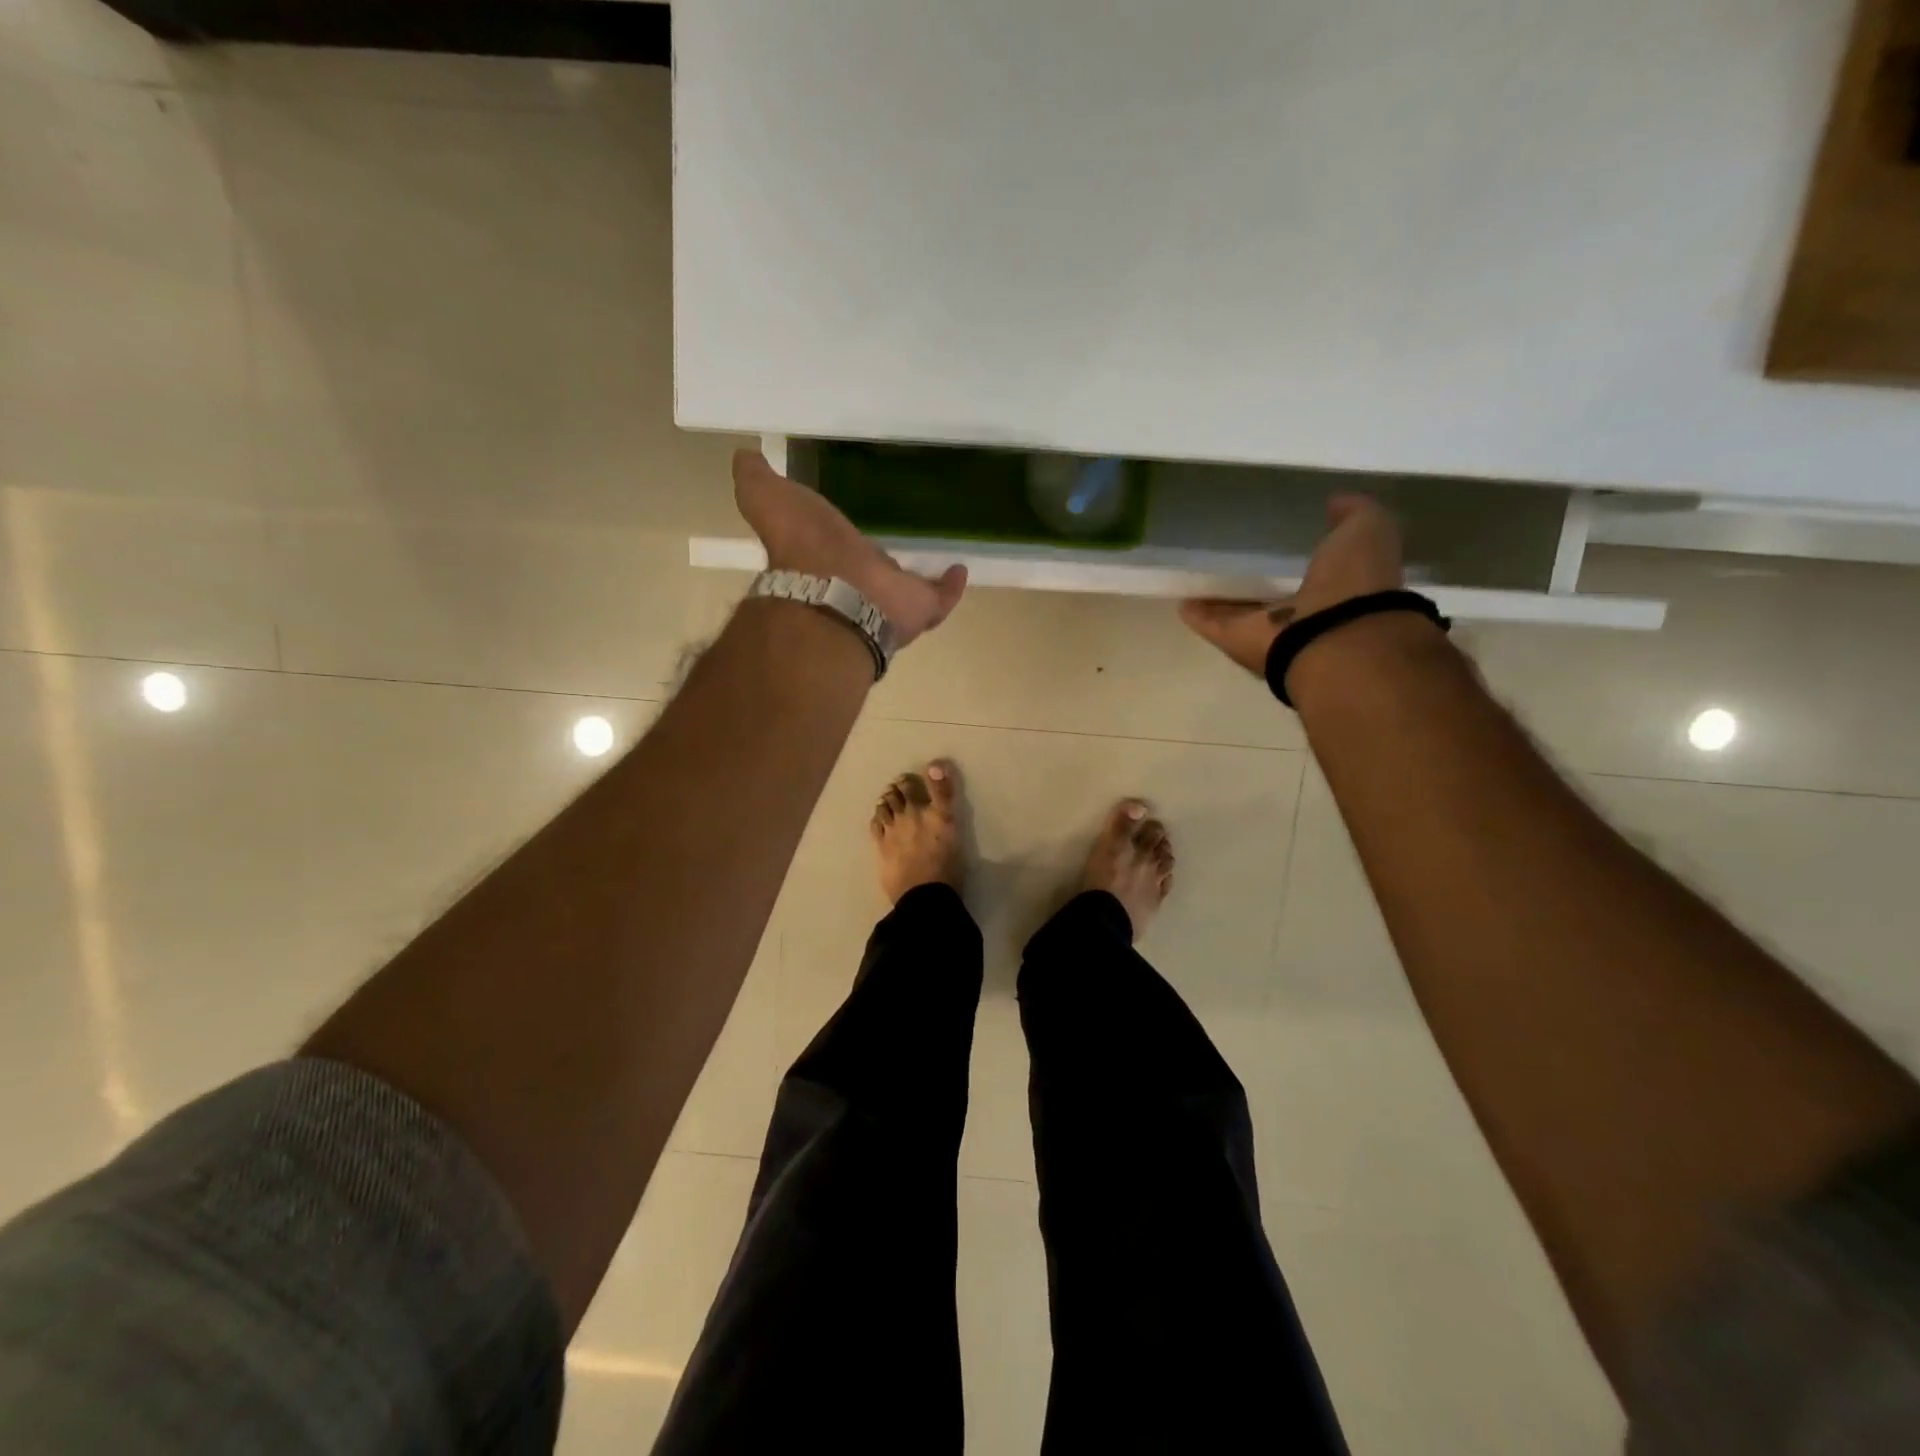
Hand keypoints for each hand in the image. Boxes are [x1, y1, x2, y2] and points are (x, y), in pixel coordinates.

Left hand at [733, 450, 967, 647]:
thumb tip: (744, 456)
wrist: (835, 594)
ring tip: (936, 554)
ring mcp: (889, 598)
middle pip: (871, 570)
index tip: (848, 529)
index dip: (839, 541)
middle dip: (879, 561)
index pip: (834, 548)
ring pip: (905, 588)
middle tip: (896, 541)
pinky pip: (940, 597)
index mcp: (824, 557)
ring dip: (915, 576)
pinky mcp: (919, 608)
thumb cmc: (803, 546)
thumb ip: (756, 480)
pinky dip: (951, 585)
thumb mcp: (768, 499)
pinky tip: (961, 568)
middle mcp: (856, 581)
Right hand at [1179, 493, 1403, 674]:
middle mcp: (1302, 614)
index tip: (1285, 541)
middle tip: (1237, 559)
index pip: (1319, 571)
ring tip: (1202, 578)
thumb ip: (1354, 514)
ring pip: (1242, 611)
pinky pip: (1212, 623)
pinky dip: (1197, 614)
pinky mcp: (1234, 639)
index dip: (1307, 557)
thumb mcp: (1368, 530)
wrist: (1333, 637)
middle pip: (1274, 594)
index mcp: (1339, 589)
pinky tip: (1181, 600)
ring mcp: (1267, 630)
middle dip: (1259, 581)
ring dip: (1224, 600)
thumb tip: (1335, 502)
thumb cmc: (1355, 581)